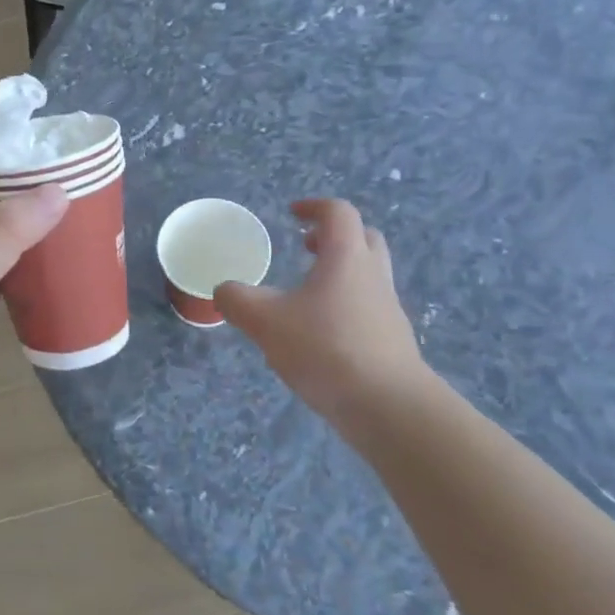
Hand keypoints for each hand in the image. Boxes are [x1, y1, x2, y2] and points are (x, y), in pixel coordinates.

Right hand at [214, 200, 435, 437]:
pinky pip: (367, 309)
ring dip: (339, 273)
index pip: (338, 213)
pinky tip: (317, 335)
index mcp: (346, 258)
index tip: (292, 214)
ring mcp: (387, 310)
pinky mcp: (391, 342)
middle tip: (305, 247)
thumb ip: (237, 300)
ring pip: (367, 276)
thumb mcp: (266, 321)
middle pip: (363, 239)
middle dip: (333, 237)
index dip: (314, 207)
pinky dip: (344, 307)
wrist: (390, 407)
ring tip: (304, 294)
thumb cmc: (326, 349)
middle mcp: (373, 276)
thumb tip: (223, 290)